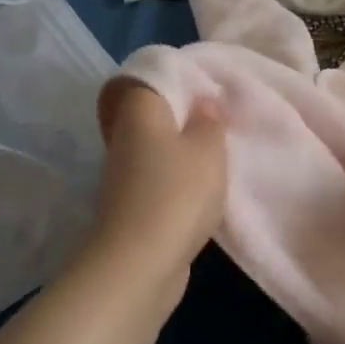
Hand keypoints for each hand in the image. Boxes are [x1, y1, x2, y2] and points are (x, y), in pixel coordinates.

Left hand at [86, 78, 226, 277]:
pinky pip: (159, 179)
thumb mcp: (208, 148)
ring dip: (183, 151)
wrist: (140, 264)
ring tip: (218, 154)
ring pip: (157, 149)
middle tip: (220, 121)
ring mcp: (124, 175)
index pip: (149, 80)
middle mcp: (124, 138)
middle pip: (154, 116)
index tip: (208, 88)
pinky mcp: (131, 207)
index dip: (178, 80)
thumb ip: (209, 121)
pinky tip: (204, 188)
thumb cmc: (177, 192)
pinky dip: (179, 180)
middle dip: (185, 117)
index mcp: (140, 113)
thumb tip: (202, 103)